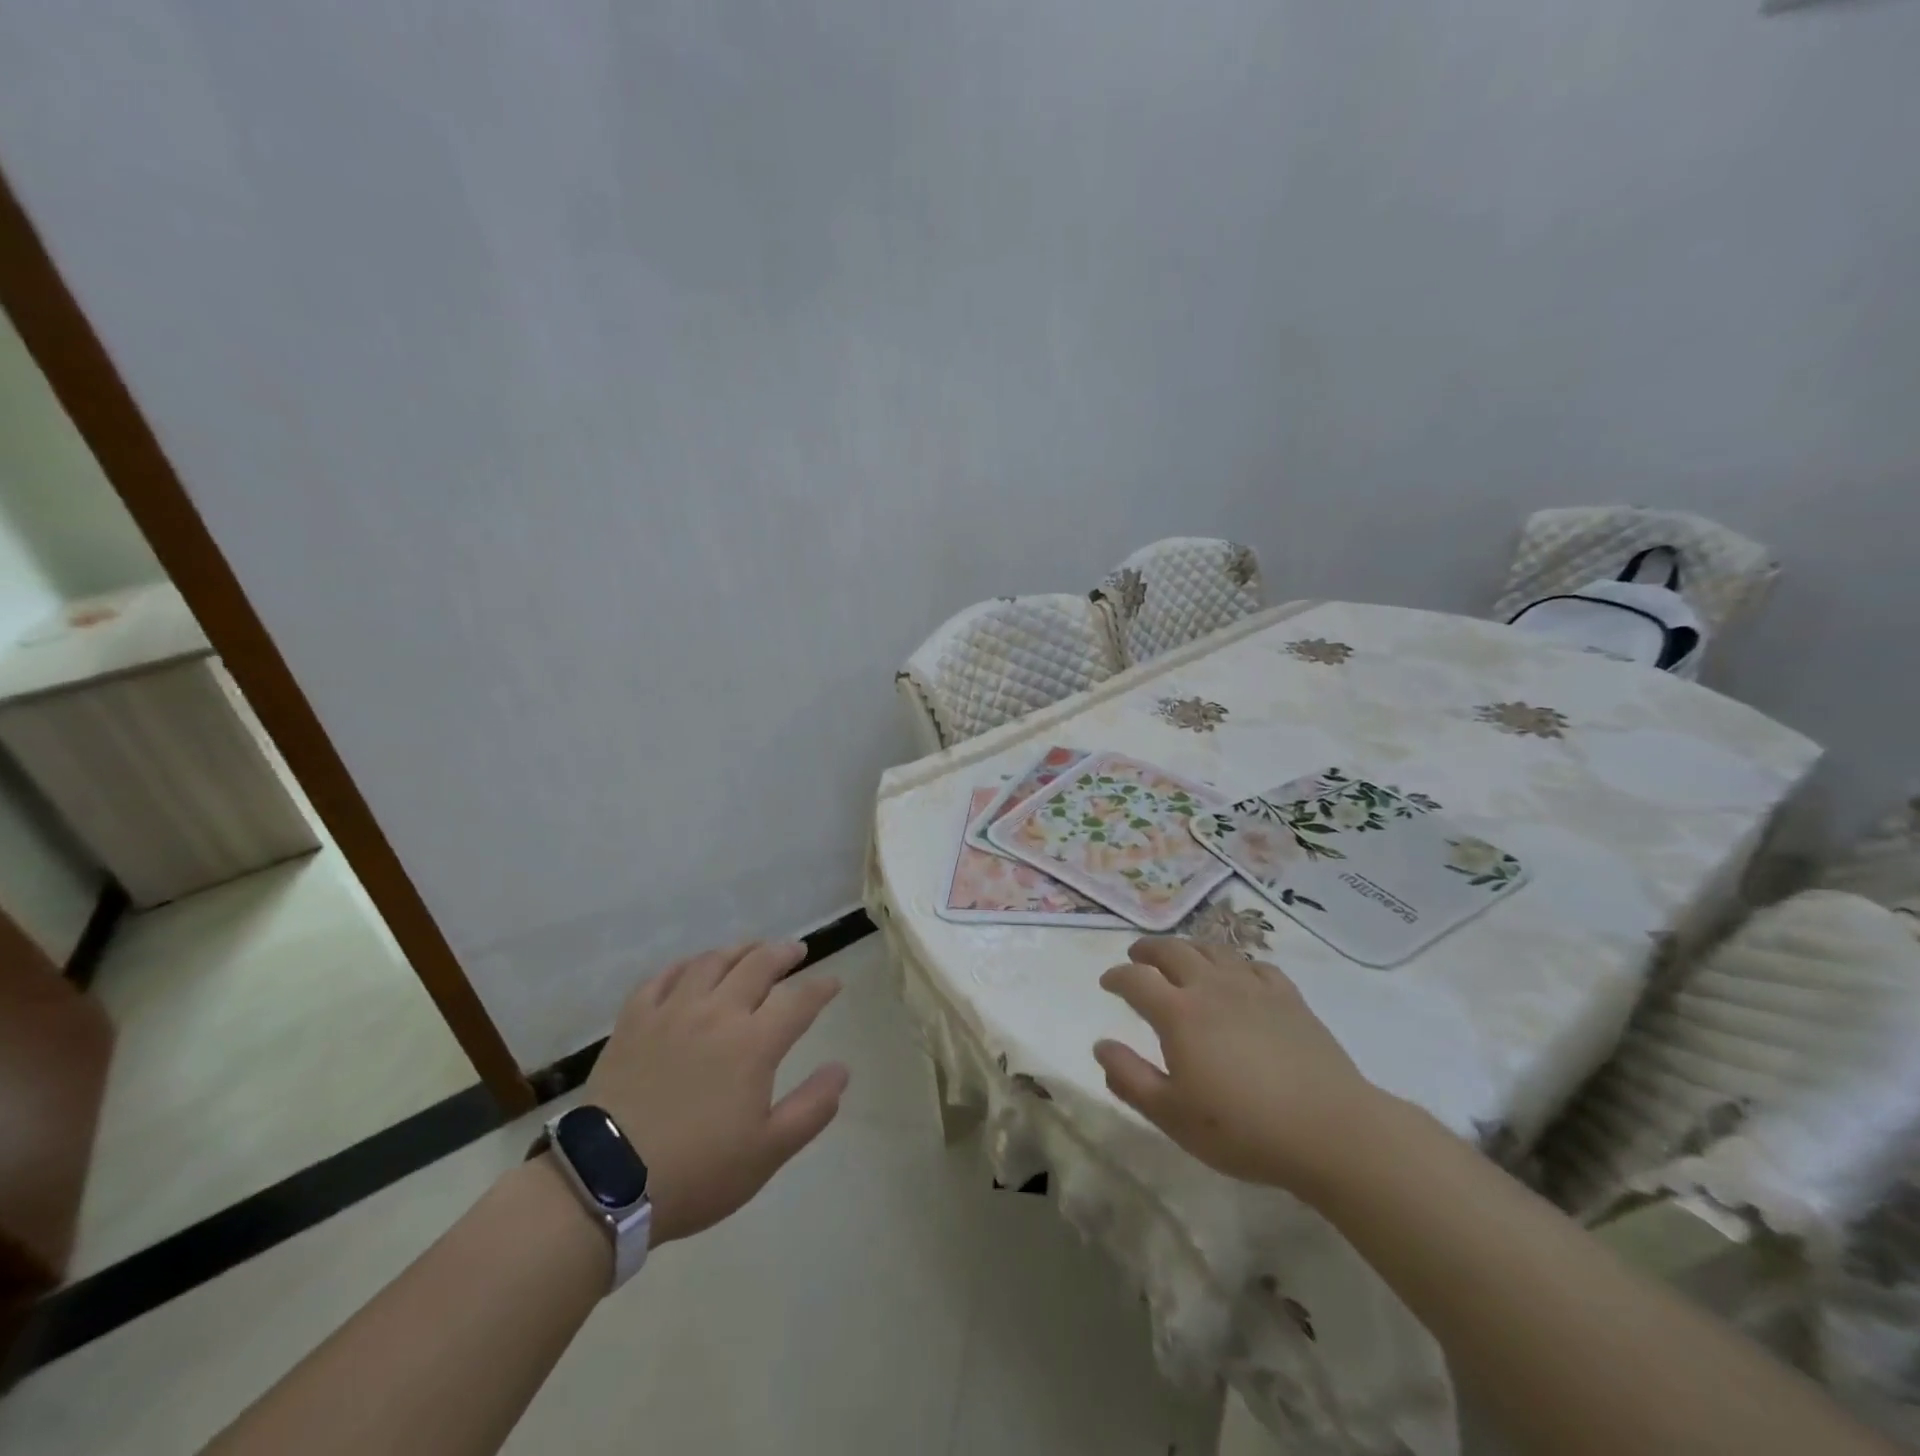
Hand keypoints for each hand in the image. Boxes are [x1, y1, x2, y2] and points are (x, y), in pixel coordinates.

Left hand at [581, 941, 848, 1244]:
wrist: (606, 1183)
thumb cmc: (697, 1171)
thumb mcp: (768, 1152)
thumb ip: (811, 1108)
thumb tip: (841, 1068)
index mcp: (754, 1043)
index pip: (799, 1001)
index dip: (820, 988)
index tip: (833, 982)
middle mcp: (717, 1013)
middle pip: (757, 966)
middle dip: (783, 954)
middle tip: (796, 950)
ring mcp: (671, 1012)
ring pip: (711, 962)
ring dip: (738, 950)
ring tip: (751, 949)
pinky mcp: (633, 1021)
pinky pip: (661, 978)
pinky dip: (682, 966)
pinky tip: (690, 968)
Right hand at [1093, 937, 1384, 1197]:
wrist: (1330, 1131)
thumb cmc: (1243, 1129)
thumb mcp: (1172, 1115)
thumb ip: (1129, 1078)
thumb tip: (1100, 1046)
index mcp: (1179, 1013)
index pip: (1136, 979)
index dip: (1117, 977)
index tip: (1107, 982)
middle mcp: (1212, 987)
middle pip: (1173, 951)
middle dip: (1148, 950)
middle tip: (1137, 956)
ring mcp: (1253, 988)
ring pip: (1213, 950)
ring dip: (1189, 948)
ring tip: (1181, 957)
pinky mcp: (1289, 997)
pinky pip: (1255, 965)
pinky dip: (1236, 962)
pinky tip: (1237, 975)